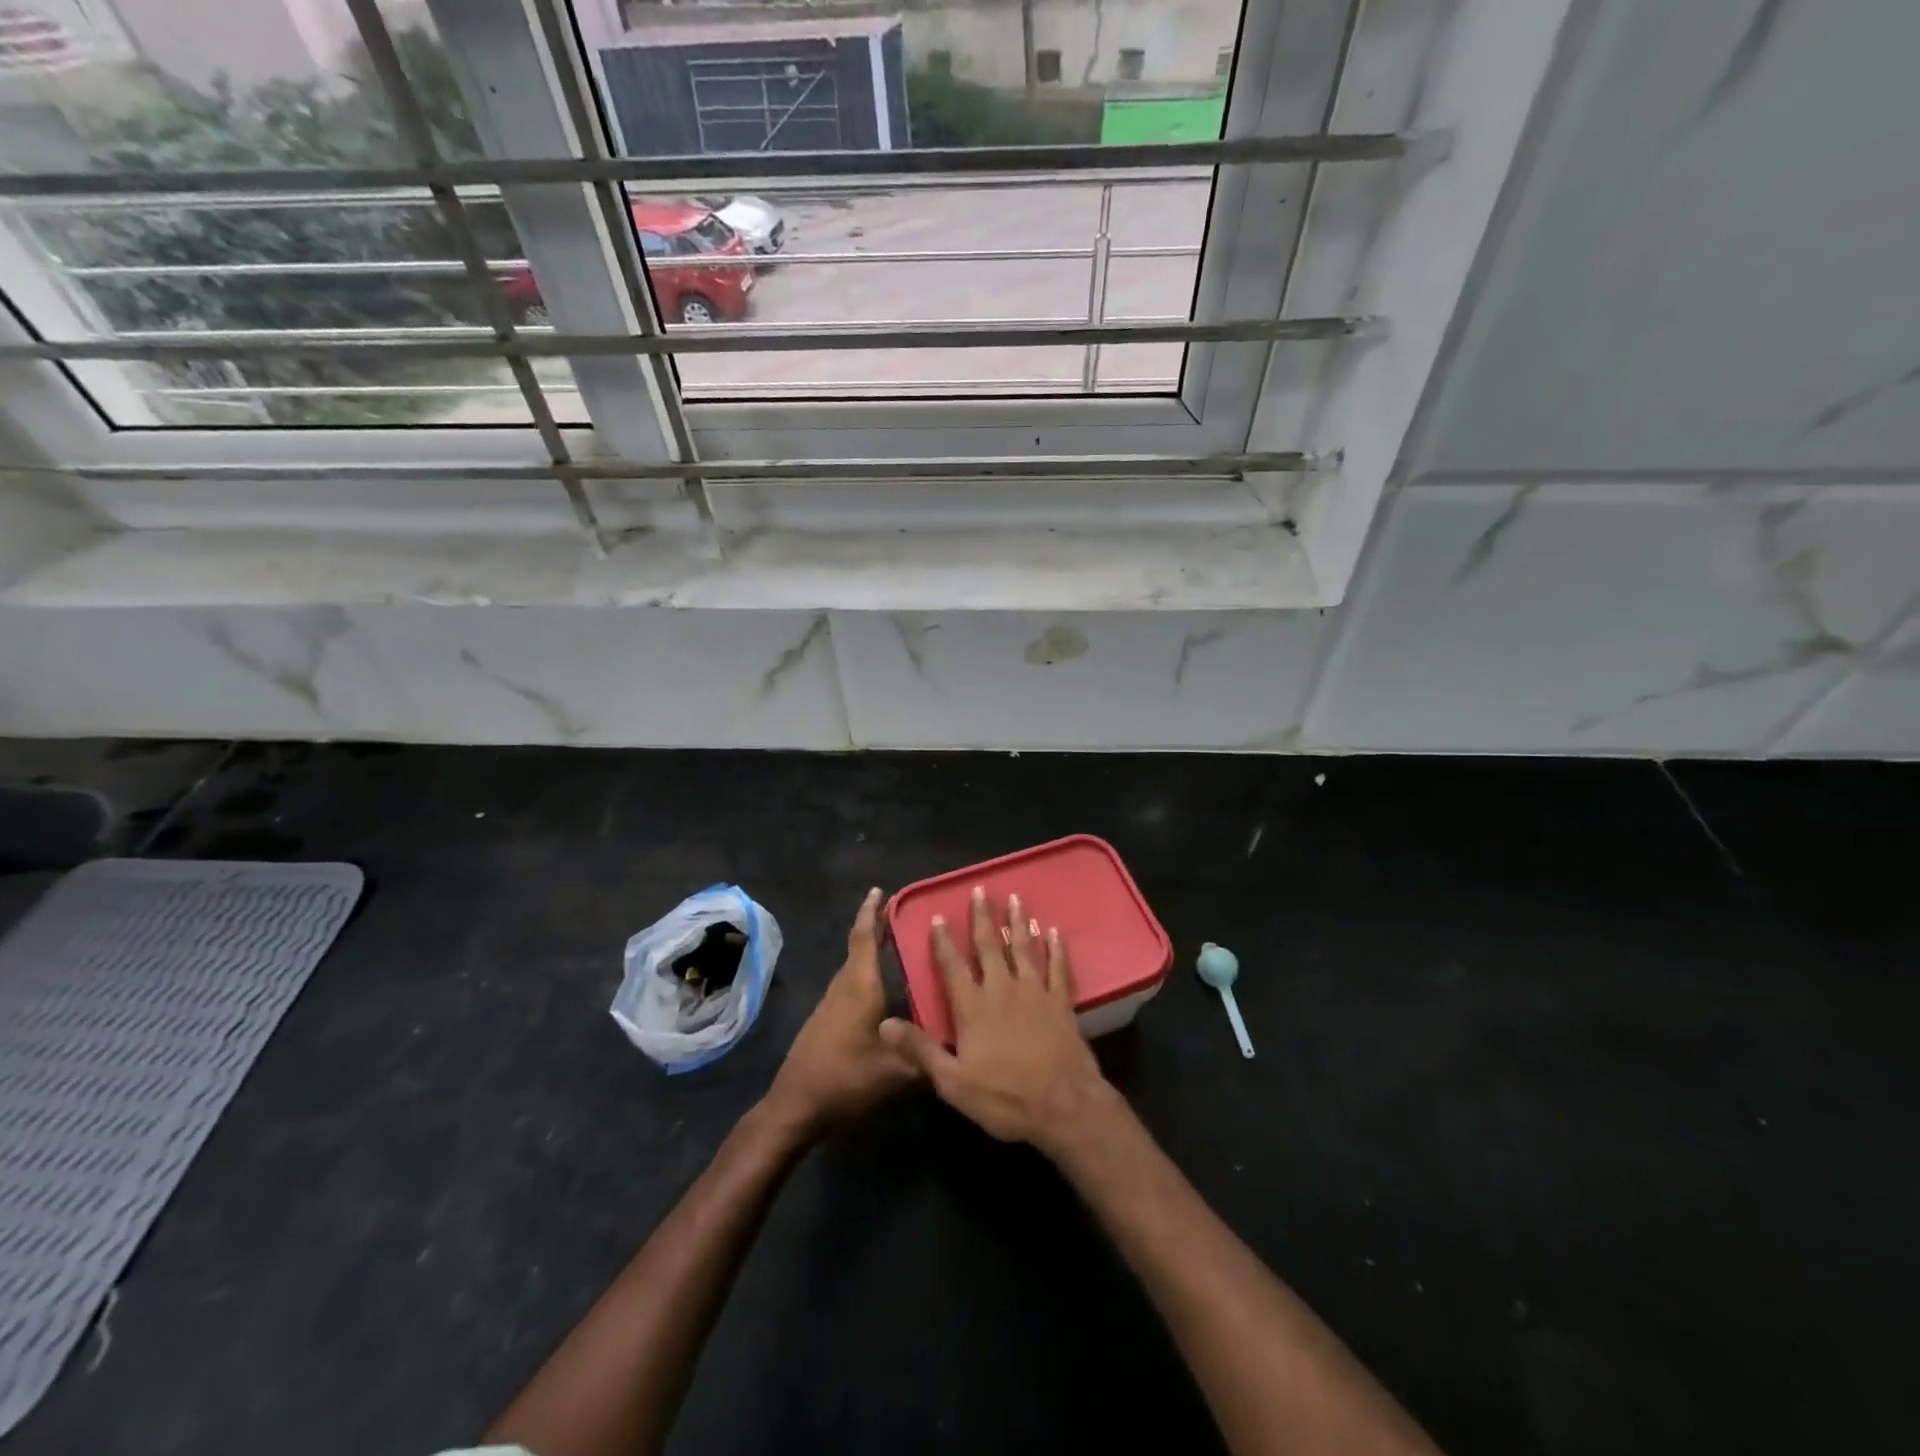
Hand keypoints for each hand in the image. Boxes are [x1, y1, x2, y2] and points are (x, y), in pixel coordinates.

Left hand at [765, 888, 917, 1135]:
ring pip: (853, 968)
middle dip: (876, 928)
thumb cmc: (846, 1080)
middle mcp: (843, 988)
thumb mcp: (897, 1073)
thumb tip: (960, 1042)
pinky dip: (865, 974)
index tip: (880, 890)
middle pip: (858, 948)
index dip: (872, 912)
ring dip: (870, 952)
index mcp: (860, 987)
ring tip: (897, 948)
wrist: (795, 1107)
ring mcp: (830, 1005)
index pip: (864, 938)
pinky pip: (849, 985)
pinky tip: (882, 991)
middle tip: (901, 916)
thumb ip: (929, 1054)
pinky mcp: (825, 1021)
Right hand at [880, 887, 1109, 1148]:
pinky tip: (1055, 932)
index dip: (943, 941)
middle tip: (980, 890)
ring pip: (1024, 948)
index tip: (938, 917)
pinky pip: (1058, 968)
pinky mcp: (1061, 1002)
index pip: (952, 966)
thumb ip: (919, 1049)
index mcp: (973, 1007)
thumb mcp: (952, 1082)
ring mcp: (1035, 992)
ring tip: (1015, 898)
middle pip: (990, 946)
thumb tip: (884, 1024)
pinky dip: (1056, 948)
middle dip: (983, 917)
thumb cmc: (1004, 1097)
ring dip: (1019, 922)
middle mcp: (1002, 989)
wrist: (1063, 1106)